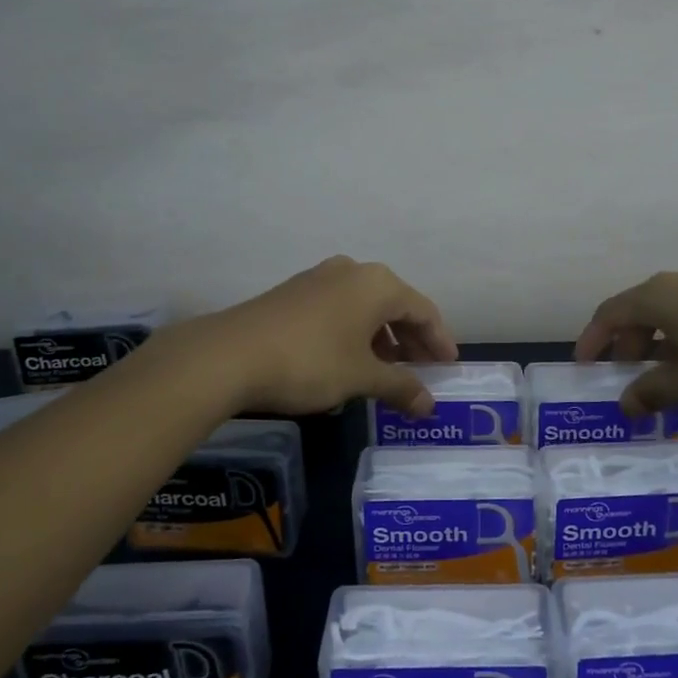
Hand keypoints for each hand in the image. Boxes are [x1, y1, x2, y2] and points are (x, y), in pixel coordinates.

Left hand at [177, 256, 457, 416]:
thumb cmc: (311, 362)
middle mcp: (353, 271)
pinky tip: (350, 360)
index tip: (448, 367)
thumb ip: (400, 388)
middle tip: (423, 371)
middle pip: (396, 305)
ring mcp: (320, 278)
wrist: (230, 355)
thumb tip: (429, 406)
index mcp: (378, 284)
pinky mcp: (294, 292)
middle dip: (411, 340)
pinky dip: (355, 333)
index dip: (439, 341)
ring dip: (382, 338)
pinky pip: (340, 309)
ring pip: (366, 307)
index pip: (424, 310)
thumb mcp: (361, 378)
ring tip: (387, 371)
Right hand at [575, 262, 677, 418]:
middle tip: (626, 376)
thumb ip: (652, 392)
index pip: (611, 311)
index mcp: (662, 295)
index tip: (584, 365)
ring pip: (671, 308)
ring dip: (657, 339)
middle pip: (640, 307)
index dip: (592, 338)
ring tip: (662, 374)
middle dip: (627, 341)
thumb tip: (626, 404)